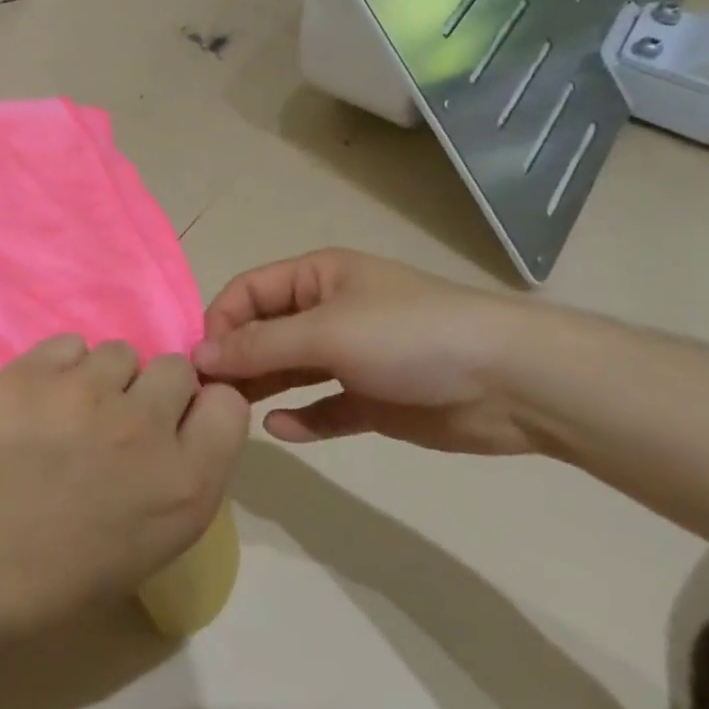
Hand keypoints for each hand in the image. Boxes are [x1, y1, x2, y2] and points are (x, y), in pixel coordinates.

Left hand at [0, 336, 249, 634]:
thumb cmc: (57, 583)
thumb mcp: (150, 547)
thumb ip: (176, 480)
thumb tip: (169, 434)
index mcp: (187, 482)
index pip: (228, 404)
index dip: (201, 410)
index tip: (176, 425)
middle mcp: (147, 425)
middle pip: (175, 368)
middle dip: (153, 391)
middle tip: (117, 423)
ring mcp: (88, 391)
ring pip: (120, 351)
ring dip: (104, 378)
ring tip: (69, 413)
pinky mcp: (34, 371)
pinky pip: (69, 344)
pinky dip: (60, 367)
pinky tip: (37, 402)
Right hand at [193, 249, 537, 454]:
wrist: (510, 381)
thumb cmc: (409, 336)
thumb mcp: (326, 332)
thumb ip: (259, 345)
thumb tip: (198, 356)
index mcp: (318, 277)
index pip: (249, 292)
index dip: (220, 322)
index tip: (200, 362)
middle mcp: (330, 312)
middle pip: (266, 332)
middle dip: (237, 360)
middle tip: (207, 397)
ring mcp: (353, 357)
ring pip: (291, 371)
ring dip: (262, 389)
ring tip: (231, 414)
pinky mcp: (373, 399)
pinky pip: (325, 407)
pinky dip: (302, 418)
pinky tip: (281, 430)